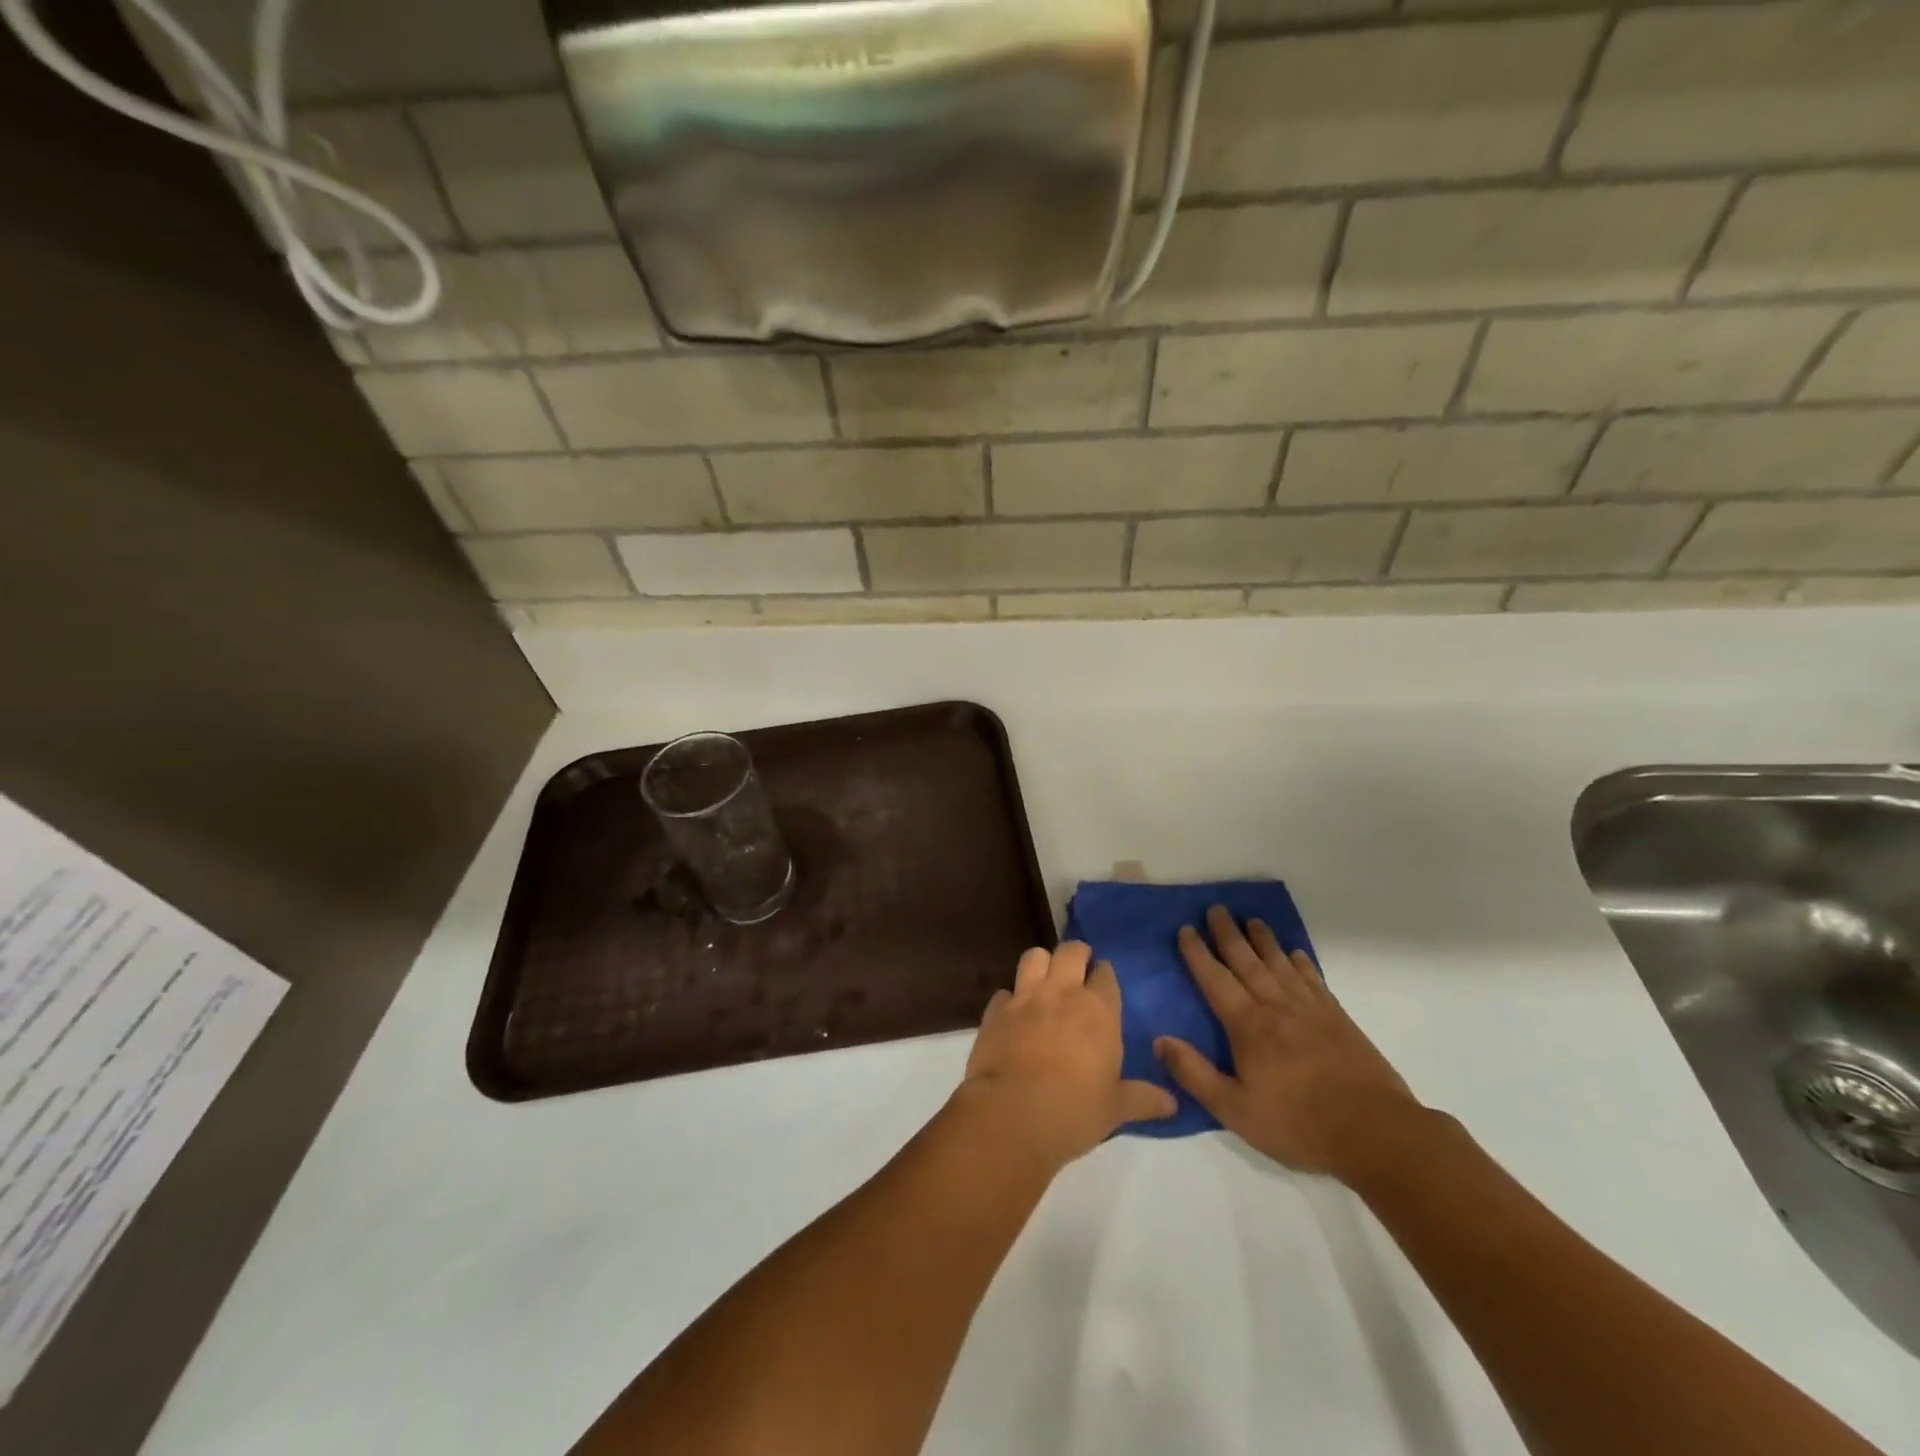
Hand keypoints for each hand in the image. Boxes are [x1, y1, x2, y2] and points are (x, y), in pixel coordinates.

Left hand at [960, 941, 1176, 1166]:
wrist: (1012, 1115)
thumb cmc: (1074, 1111)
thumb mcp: (1116, 1108)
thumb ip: (1144, 1099)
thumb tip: (1172, 1103)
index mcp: (1098, 1010)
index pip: (1105, 973)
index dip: (1104, 974)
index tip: (1103, 982)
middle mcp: (1062, 992)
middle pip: (1071, 951)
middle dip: (1076, 954)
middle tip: (1078, 969)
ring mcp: (1025, 997)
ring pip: (1034, 957)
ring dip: (1041, 963)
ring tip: (1045, 980)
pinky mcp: (995, 1011)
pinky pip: (1004, 992)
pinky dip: (1010, 999)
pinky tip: (1013, 1015)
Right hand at [1155, 907, 1426, 1182]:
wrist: (1376, 1133)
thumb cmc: (1298, 1124)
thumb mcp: (1236, 1110)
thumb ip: (1195, 1074)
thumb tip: (1160, 1040)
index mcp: (1248, 1025)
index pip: (1215, 979)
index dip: (1197, 953)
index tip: (1186, 928)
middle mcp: (1275, 1006)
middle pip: (1246, 960)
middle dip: (1228, 933)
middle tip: (1216, 908)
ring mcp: (1310, 1009)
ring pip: (1280, 963)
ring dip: (1264, 939)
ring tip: (1252, 920)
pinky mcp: (1338, 1019)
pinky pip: (1313, 980)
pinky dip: (1301, 963)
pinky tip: (1295, 955)